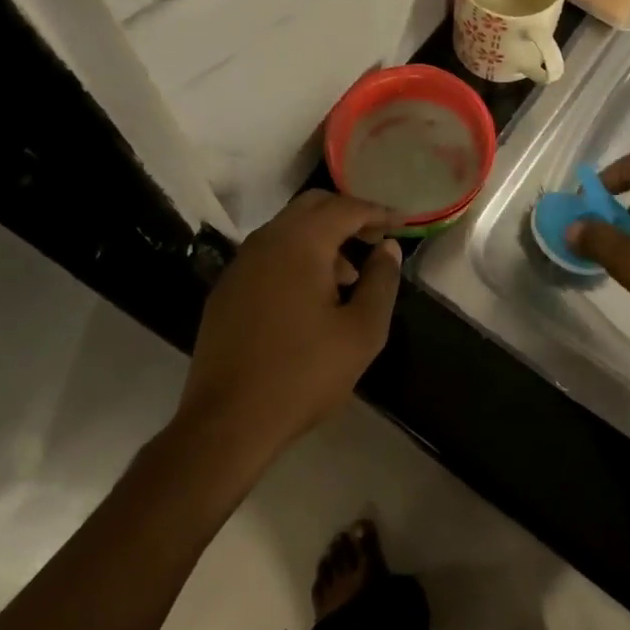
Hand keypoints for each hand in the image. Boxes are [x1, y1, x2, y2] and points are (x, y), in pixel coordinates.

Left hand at [177, 191, 400, 465]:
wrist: (226, 423)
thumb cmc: (303, 374)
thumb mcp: (361, 332)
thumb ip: (381, 282)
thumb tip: (388, 248)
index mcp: (300, 243)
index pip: (346, 208)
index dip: (378, 212)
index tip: (403, 224)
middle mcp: (266, 241)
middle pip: (313, 206)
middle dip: (348, 216)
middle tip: (376, 240)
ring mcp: (241, 264)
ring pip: (289, 229)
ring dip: (322, 238)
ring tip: (348, 278)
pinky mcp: (227, 289)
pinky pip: (269, 254)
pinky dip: (297, 257)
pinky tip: (311, 297)